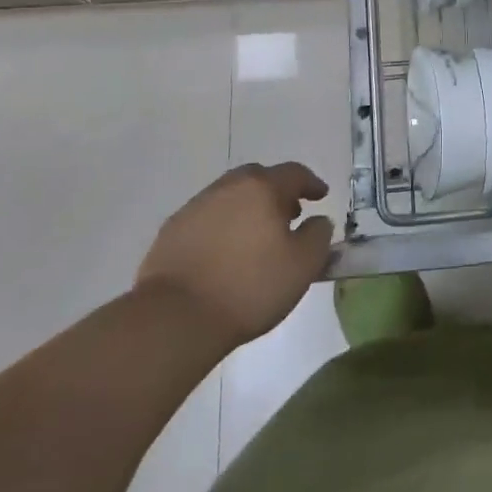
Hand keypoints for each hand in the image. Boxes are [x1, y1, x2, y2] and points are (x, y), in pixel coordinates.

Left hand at [137, 163, 333, 348]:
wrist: (175, 317)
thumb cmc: (249, 287)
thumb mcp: (303, 265)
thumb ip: (319, 235)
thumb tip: (318, 221)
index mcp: (262, 188)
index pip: (294, 173)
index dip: (311, 183)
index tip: (320, 196)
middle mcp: (228, 188)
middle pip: (258, 178)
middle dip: (277, 192)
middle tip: (288, 215)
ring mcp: (195, 207)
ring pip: (230, 196)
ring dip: (248, 208)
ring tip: (256, 236)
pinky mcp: (171, 231)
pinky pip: (207, 218)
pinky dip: (222, 226)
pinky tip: (224, 253)